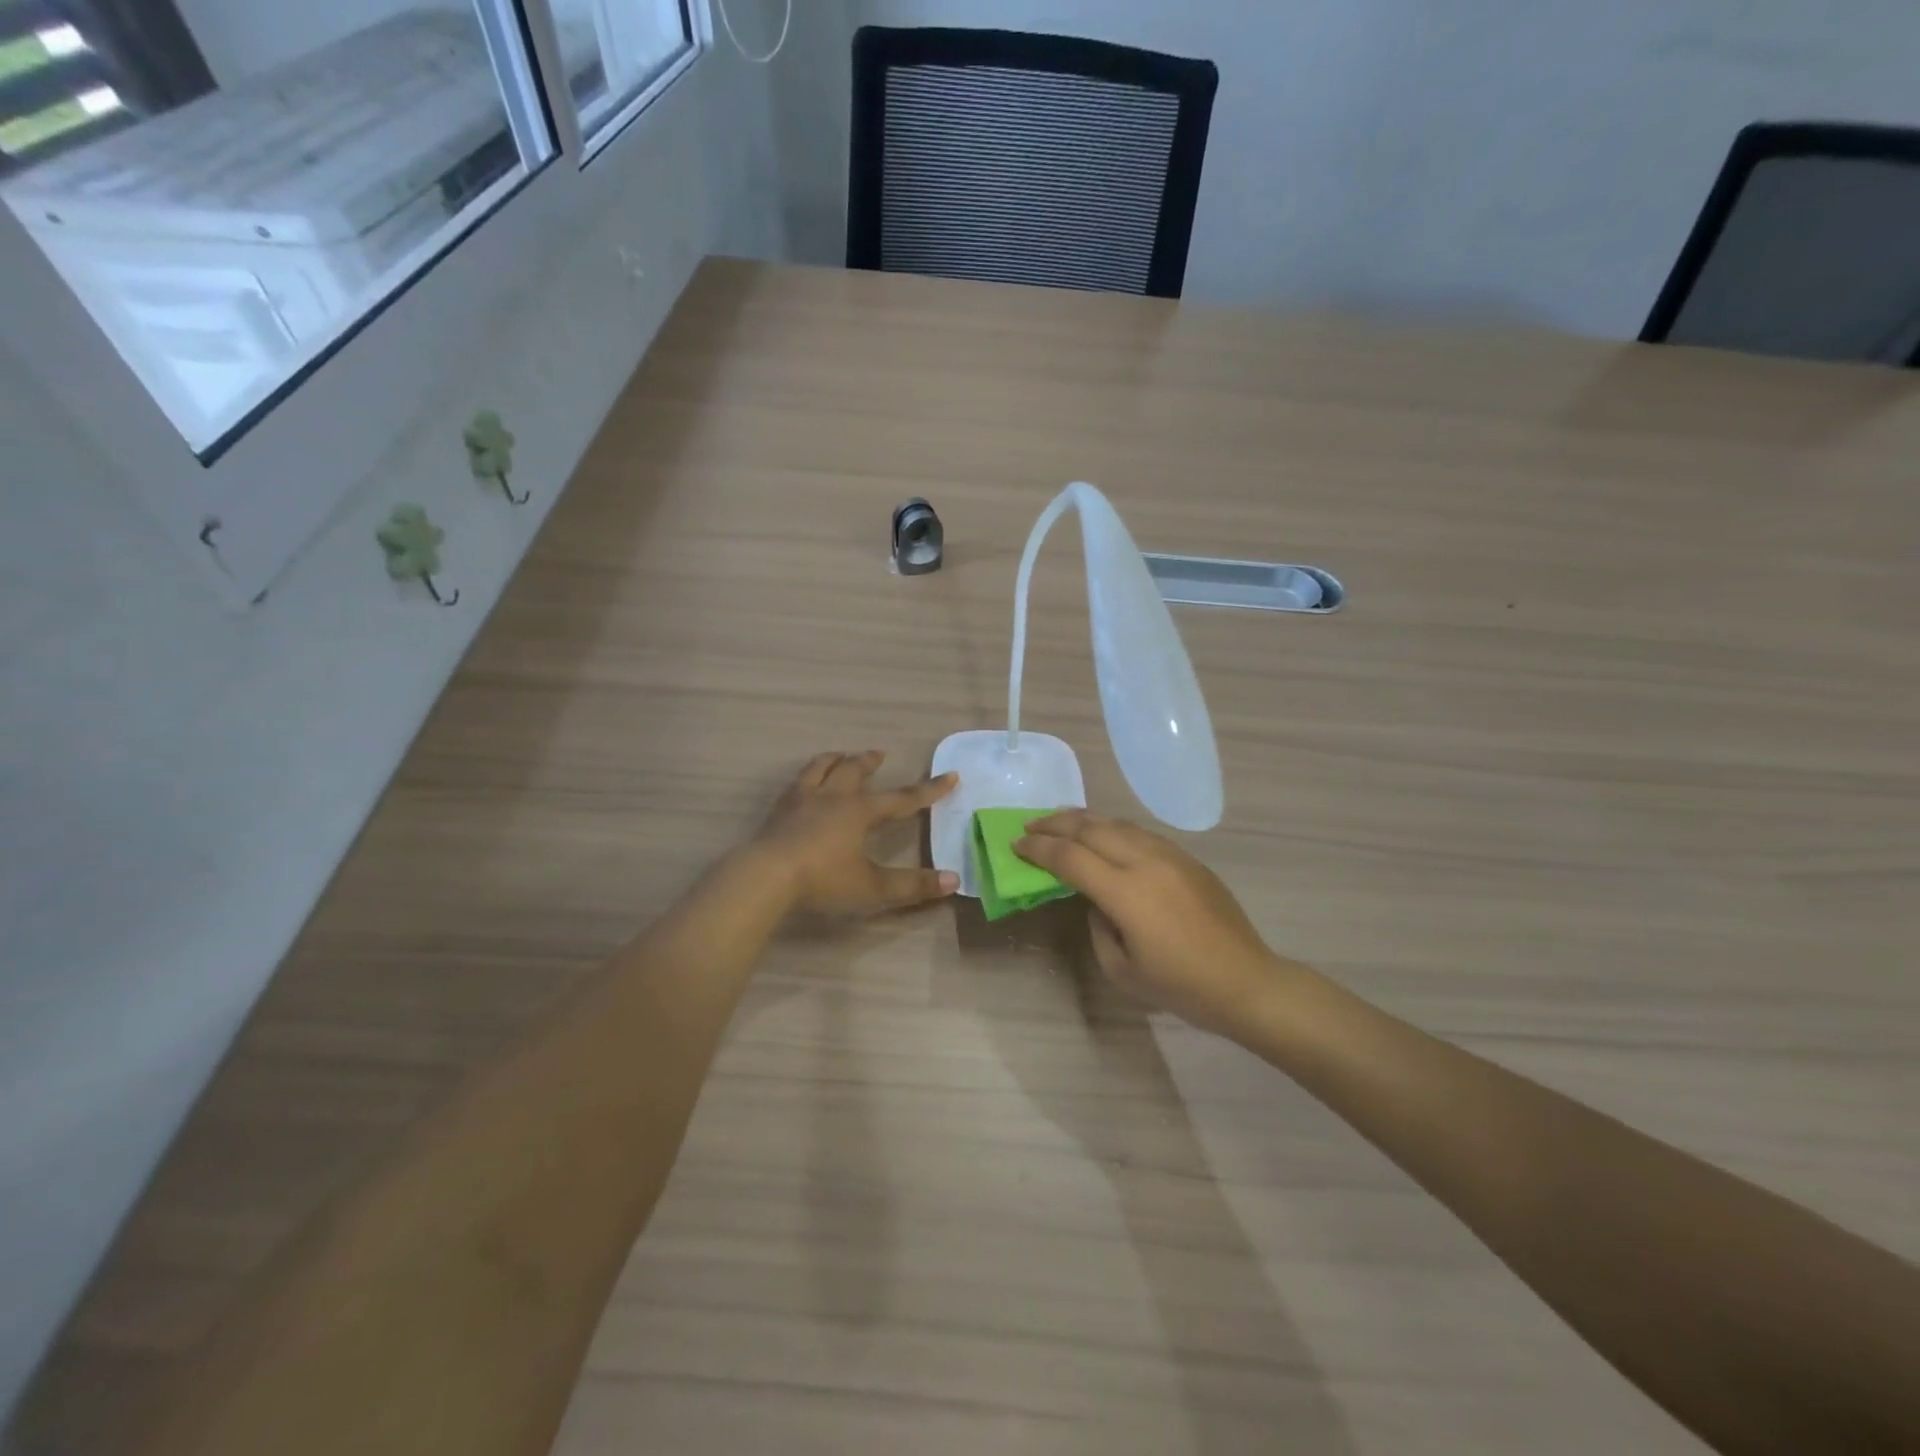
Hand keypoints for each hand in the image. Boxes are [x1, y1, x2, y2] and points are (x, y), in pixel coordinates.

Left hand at [753, 750, 958, 915]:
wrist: (765, 876)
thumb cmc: (823, 879)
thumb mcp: (872, 886)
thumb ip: (912, 885)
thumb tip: (954, 880)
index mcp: (859, 811)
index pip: (901, 798)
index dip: (928, 789)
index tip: (950, 775)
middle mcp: (832, 797)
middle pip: (854, 770)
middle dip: (870, 762)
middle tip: (880, 753)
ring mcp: (801, 800)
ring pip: (820, 768)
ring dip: (833, 760)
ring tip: (839, 755)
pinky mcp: (778, 810)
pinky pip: (795, 784)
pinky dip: (805, 777)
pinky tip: (801, 785)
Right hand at [1015, 811, 1294, 1037]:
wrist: (1245, 981)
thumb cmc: (1180, 986)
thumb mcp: (1121, 969)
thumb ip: (1098, 926)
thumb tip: (1097, 899)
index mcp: (1126, 892)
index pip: (1069, 857)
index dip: (1038, 849)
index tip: (1016, 844)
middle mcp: (1145, 862)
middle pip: (1090, 828)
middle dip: (1055, 824)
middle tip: (1030, 825)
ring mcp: (1169, 855)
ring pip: (1116, 823)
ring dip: (1083, 819)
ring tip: (1060, 820)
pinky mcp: (1187, 858)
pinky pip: (1140, 832)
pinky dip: (1112, 828)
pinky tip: (1102, 834)